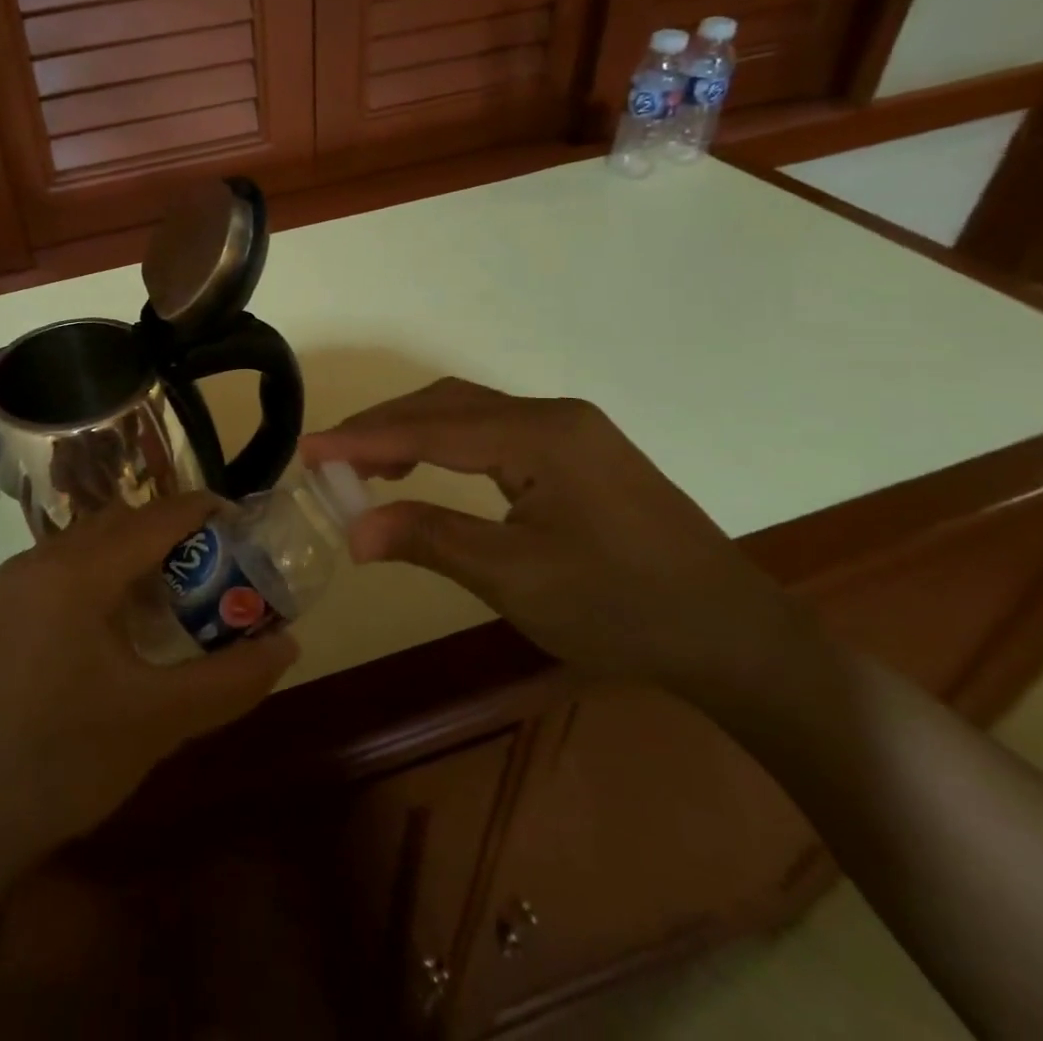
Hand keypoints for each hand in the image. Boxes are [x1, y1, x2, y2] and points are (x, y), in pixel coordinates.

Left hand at [0, 493, 297, 877]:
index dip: (207, 513)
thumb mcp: (158, 722)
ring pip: (92, 545)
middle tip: (222, 568)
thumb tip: (288, 646)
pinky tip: (127, 625)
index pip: (156, 518)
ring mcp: (14, 586)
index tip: (249, 525)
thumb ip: (230, 680)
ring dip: (140, 557)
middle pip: (123, 523)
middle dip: (176, 535)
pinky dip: (108, 578)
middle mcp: (40, 560)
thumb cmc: (60, 763)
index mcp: (76, 572)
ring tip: (181, 595)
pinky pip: (67, 570)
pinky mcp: (2, 614)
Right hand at [301, 379, 809, 696]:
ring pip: (468, 412)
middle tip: (329, 459)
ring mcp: (569, 429)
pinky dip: (446, 443)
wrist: (735, 636)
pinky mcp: (577, 451)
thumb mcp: (517, 578)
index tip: (307, 450)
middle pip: (446, 405)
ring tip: (365, 464)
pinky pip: (493, 430)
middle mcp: (552, 414)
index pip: (431, 428)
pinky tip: (426, 467)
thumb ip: (431, 540)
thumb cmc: (624, 609)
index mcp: (540, 435)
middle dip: (383, 428)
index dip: (363, 439)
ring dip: (412, 431)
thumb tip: (353, 532)